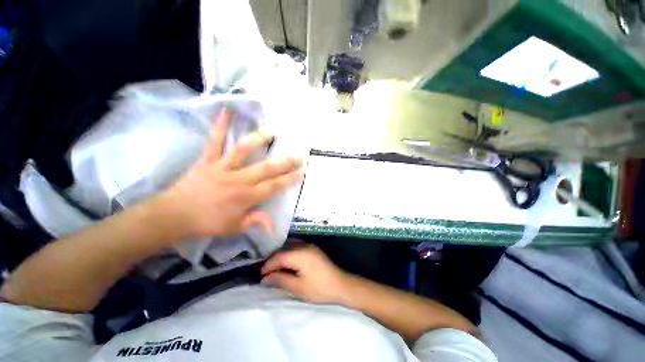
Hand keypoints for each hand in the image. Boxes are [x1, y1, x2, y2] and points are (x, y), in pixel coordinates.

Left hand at [158, 108, 303, 238]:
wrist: (173, 216)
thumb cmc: (206, 223)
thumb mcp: (234, 228)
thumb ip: (255, 222)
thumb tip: (274, 226)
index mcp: (246, 197)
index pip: (273, 186)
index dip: (289, 179)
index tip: (302, 171)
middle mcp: (238, 180)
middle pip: (266, 169)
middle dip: (285, 162)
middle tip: (298, 155)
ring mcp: (222, 167)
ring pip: (243, 151)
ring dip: (259, 139)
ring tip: (273, 130)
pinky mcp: (207, 160)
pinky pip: (214, 141)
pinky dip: (220, 126)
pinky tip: (226, 110)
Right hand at [261, 243, 349, 304]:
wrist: (341, 285)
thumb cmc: (319, 288)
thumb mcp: (298, 287)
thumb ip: (280, 280)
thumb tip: (265, 278)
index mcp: (300, 254)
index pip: (279, 256)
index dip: (268, 265)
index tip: (260, 275)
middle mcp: (304, 246)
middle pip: (283, 249)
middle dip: (273, 260)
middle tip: (265, 273)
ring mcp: (309, 245)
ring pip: (289, 246)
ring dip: (280, 255)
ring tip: (274, 268)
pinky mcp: (313, 249)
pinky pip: (297, 246)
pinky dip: (288, 252)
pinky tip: (286, 262)